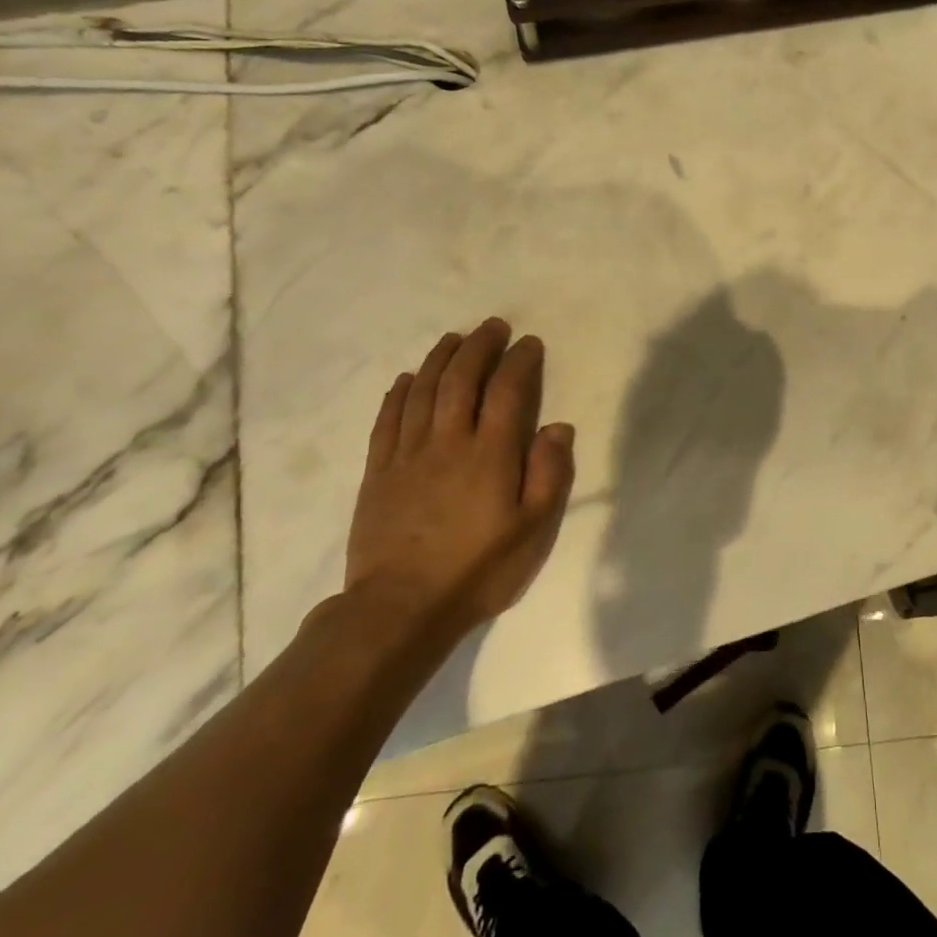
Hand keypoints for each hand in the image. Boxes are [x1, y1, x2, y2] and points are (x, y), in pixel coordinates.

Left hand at [344, 318, 574, 642]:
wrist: (400, 609)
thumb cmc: (478, 569)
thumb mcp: (533, 529)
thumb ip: (548, 474)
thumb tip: (558, 427)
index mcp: (490, 454)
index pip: (507, 391)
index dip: (520, 361)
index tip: (529, 343)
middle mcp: (448, 442)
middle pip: (462, 379)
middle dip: (479, 346)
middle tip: (493, 326)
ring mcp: (408, 455)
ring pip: (424, 391)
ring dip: (441, 359)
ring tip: (454, 338)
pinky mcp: (378, 473)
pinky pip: (387, 420)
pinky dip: (400, 393)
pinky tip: (408, 378)